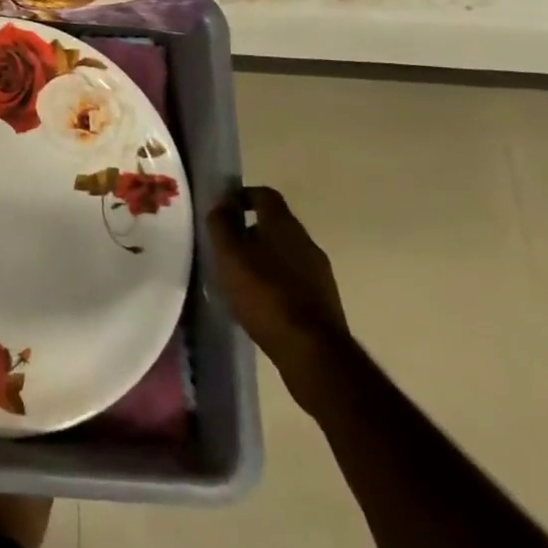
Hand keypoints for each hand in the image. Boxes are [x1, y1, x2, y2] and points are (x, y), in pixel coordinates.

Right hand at [208, 186, 349, 404]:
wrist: (314, 352)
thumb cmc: (265, 294)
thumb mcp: (230, 255)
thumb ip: (222, 224)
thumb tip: (221, 202)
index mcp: (284, 224)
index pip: (265, 194)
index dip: (243, 196)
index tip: (223, 209)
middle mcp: (306, 242)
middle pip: (276, 224)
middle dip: (250, 230)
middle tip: (226, 246)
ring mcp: (320, 272)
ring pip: (286, 253)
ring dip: (264, 258)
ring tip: (240, 276)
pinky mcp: (325, 301)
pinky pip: (295, 279)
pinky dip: (277, 282)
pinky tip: (261, 302)